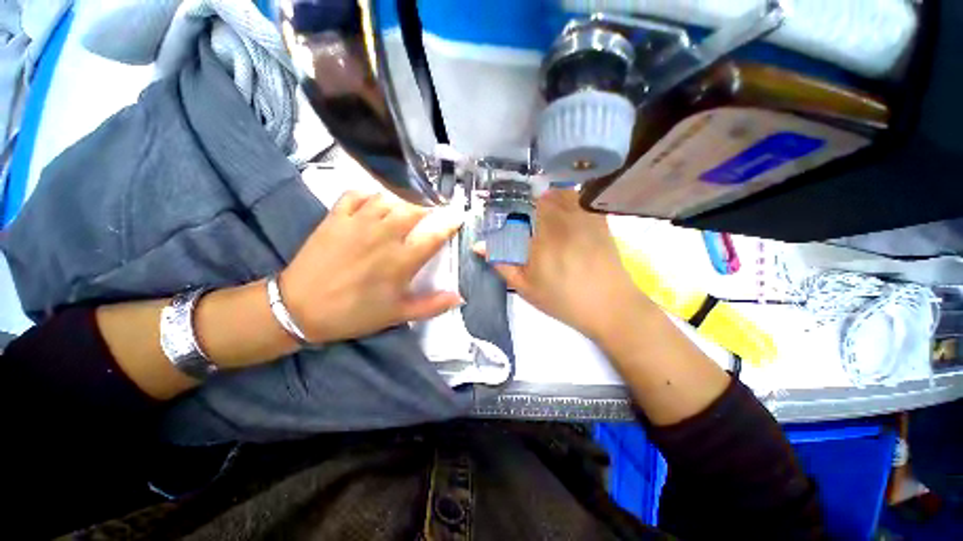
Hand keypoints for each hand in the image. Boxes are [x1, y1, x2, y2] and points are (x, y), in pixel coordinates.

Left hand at [281, 191, 463, 342]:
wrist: (300, 309)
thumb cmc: (355, 313)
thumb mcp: (398, 315)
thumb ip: (432, 305)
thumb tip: (460, 297)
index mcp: (402, 260)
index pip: (435, 235)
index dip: (450, 223)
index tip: (458, 217)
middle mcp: (384, 235)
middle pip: (414, 210)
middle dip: (428, 209)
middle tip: (430, 213)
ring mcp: (358, 223)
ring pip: (388, 198)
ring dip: (402, 201)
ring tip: (405, 208)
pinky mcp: (335, 217)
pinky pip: (356, 194)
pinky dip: (369, 195)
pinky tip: (374, 203)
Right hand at [478, 190, 646, 341]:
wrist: (609, 305)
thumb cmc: (563, 299)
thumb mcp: (526, 287)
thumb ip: (502, 263)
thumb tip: (478, 246)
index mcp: (542, 238)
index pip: (522, 207)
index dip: (514, 206)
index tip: (511, 215)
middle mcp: (564, 221)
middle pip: (544, 195)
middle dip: (532, 201)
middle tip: (528, 216)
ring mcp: (584, 218)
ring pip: (563, 192)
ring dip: (551, 197)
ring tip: (546, 213)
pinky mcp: (599, 220)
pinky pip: (581, 198)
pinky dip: (570, 199)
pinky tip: (567, 214)